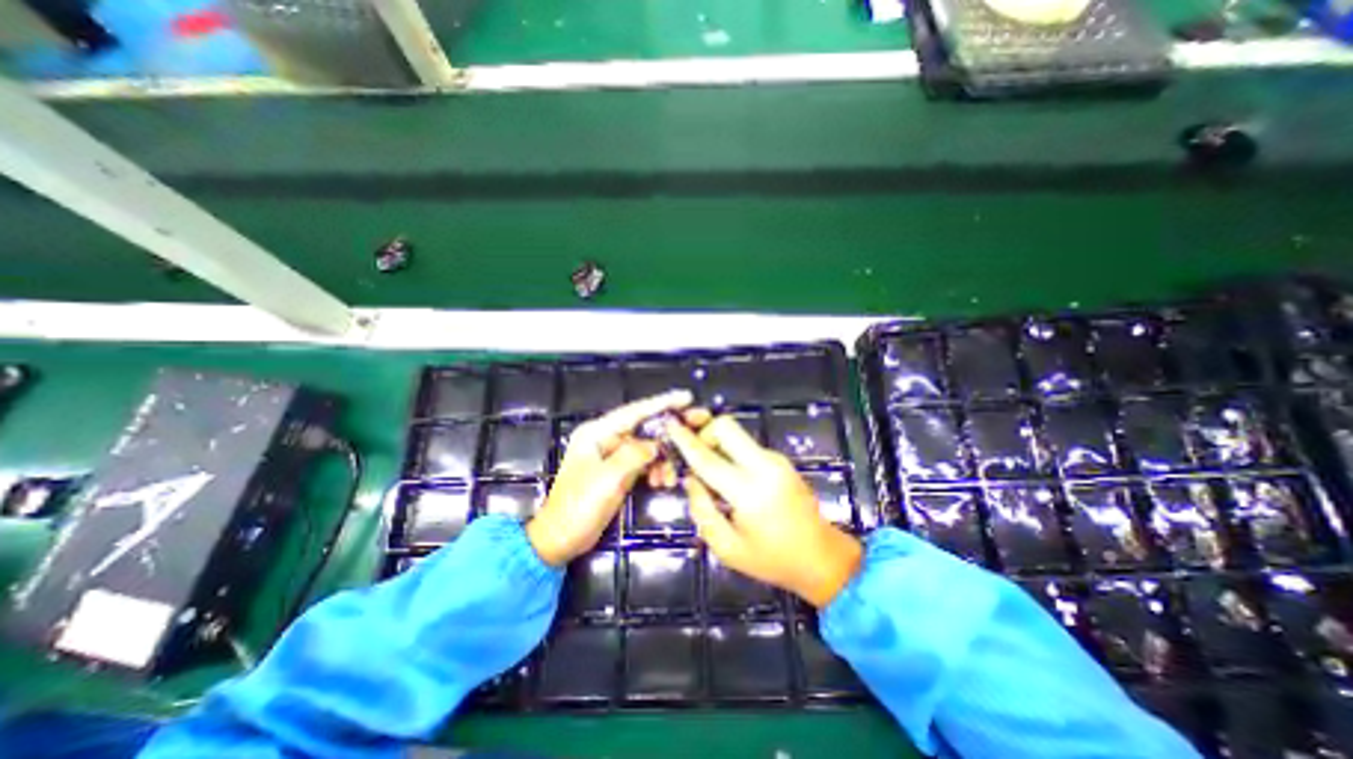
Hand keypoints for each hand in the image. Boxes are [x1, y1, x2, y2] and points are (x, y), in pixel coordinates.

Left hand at [524, 396, 690, 564]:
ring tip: (671, 477)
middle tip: (698, 426)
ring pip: (647, 447)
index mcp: (597, 433)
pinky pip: (644, 462)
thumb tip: (656, 445)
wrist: (561, 539)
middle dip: (670, 431)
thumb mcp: (608, 479)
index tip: (686, 397)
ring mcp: (612, 455)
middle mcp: (605, 438)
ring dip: (663, 459)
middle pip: (644, 427)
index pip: (634, 412)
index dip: (662, 403)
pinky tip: (662, 482)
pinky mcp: (618, 470)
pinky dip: (655, 469)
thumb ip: (634, 455)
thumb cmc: (578, 507)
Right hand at [664, 411, 866, 608]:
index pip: (708, 459)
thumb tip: (691, 479)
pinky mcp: (780, 460)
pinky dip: (731, 454)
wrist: (822, 556)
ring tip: (711, 474)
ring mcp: (775, 460)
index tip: (671, 426)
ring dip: (718, 445)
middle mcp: (764, 466)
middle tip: (696, 455)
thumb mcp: (727, 548)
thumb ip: (702, 510)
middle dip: (705, 432)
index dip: (686, 442)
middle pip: (726, 427)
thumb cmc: (772, 559)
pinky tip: (731, 479)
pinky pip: (747, 446)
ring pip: (737, 435)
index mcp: (749, 492)